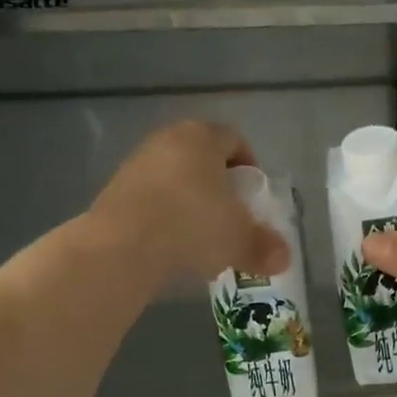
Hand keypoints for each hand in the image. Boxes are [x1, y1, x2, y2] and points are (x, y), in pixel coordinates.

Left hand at [90, 122, 290, 286]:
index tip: (253, 196)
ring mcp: (136, 164)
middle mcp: (166, 140)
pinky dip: (162, 217)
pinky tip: (169, 245)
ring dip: (187, 202)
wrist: (123, 245)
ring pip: (172, 179)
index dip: (248, 166)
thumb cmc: (192, 225)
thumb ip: (263, 247)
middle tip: (229, 217)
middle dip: (217, 186)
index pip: (234, 139)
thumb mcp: (239, 240)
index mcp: (202, 137)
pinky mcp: (113, 191)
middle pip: (200, 157)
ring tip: (199, 237)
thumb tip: (283, 259)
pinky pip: (149, 199)